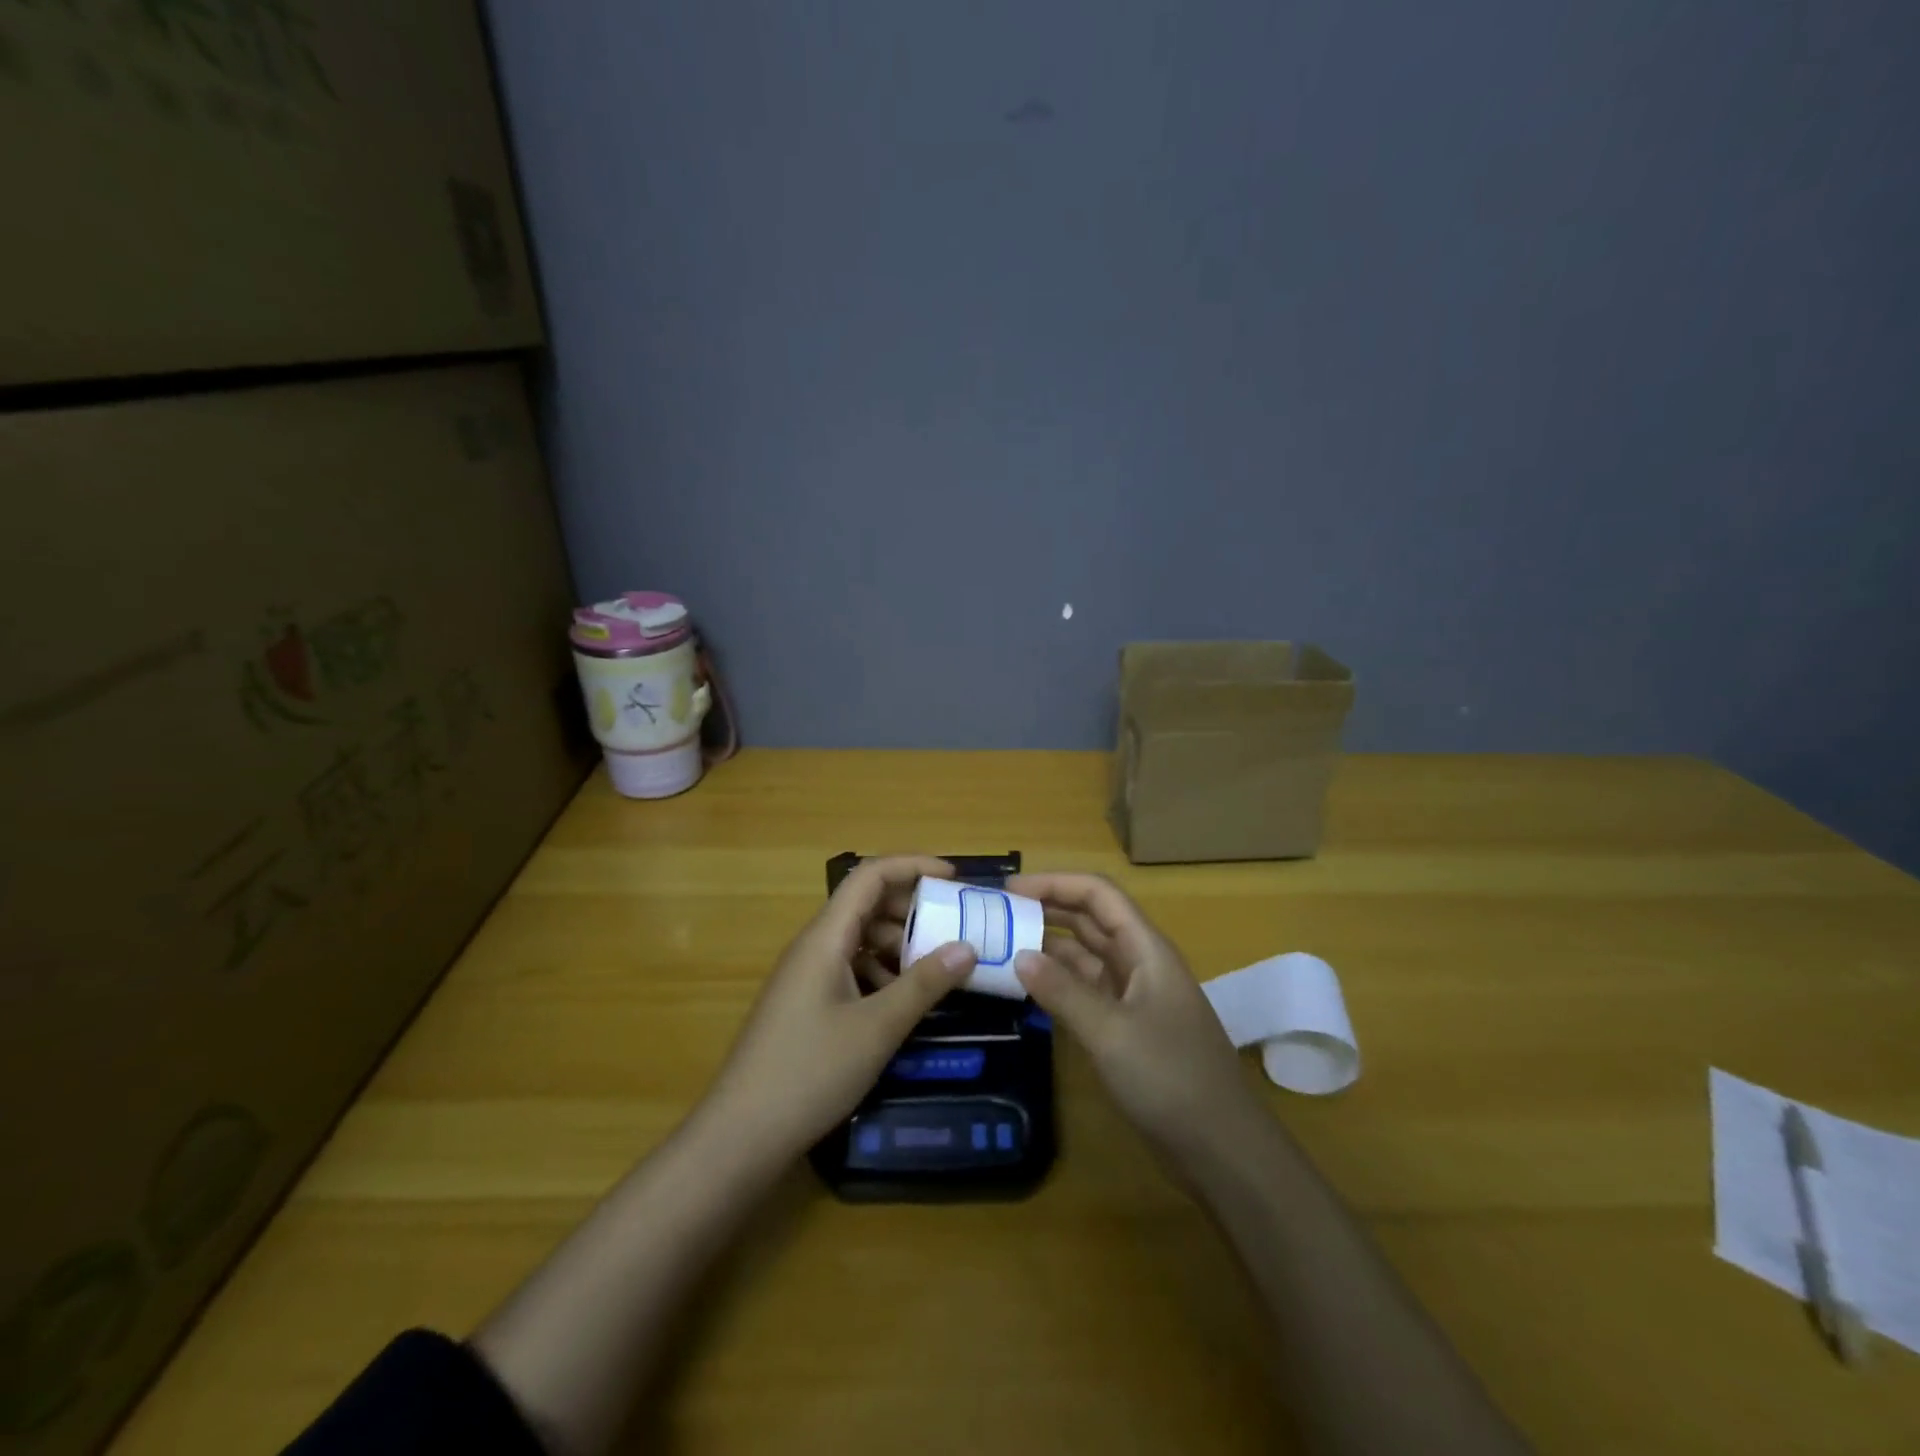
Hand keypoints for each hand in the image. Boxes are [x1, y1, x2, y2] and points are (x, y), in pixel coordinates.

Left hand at [704, 856, 976, 1160]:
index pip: (870, 876)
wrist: (740, 1135)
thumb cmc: (810, 1072)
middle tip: (956, 926)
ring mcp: (807, 976)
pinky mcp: (806, 1003)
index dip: (913, 866)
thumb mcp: (877, 1028)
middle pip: (866, 904)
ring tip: (938, 967)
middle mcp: (814, 946)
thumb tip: (968, 947)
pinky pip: (851, 968)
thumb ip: (924, 984)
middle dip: (913, 908)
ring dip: (899, 944)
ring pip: (860, 939)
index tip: (955, 879)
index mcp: (825, 937)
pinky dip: (882, 972)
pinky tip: (903, 1001)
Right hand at [1009, 872, 1262, 1161]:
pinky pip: (1086, 991)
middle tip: (997, 915)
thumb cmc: (1171, 1078)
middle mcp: (1140, 963)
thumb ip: (1063, 992)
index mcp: (1146, 949)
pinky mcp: (1127, 1027)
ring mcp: (1134, 996)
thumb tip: (1018, 956)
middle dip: (1046, 909)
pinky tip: (1027, 988)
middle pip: (1090, 920)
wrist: (1222, 1148)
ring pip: (1086, 956)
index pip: (1098, 895)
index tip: (1010, 888)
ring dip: (1048, 948)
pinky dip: (1058, 983)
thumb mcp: (1111, 1032)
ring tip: (1002, 947)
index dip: (1055, 883)